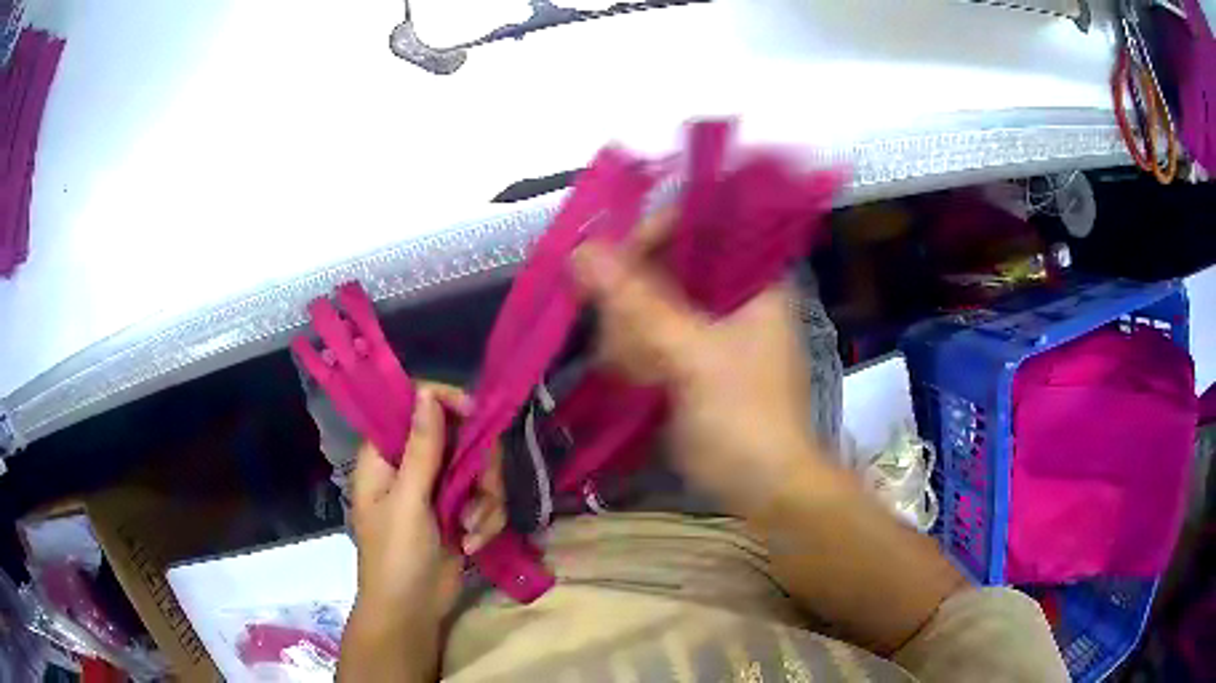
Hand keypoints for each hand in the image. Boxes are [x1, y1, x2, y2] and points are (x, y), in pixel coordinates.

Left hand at [349, 384, 505, 619]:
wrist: (411, 611)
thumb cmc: (396, 555)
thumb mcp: (408, 501)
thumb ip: (422, 449)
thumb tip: (427, 393)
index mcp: (387, 455)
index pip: (416, 406)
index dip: (446, 404)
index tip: (475, 418)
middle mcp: (414, 465)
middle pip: (460, 437)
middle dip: (478, 468)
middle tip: (481, 491)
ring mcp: (438, 490)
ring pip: (480, 470)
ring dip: (485, 502)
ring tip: (471, 530)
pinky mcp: (459, 513)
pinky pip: (487, 500)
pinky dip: (486, 522)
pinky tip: (472, 544)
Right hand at [571, 216, 818, 514]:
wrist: (765, 490)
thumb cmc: (746, 417)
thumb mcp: (696, 357)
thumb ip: (639, 302)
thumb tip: (580, 250)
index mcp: (753, 277)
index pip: (698, 224)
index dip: (652, 232)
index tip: (610, 259)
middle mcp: (731, 292)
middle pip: (665, 263)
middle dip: (634, 299)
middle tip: (627, 338)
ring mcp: (708, 326)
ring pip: (648, 302)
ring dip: (629, 332)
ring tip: (634, 370)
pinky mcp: (688, 357)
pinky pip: (646, 334)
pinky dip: (632, 352)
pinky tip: (631, 378)